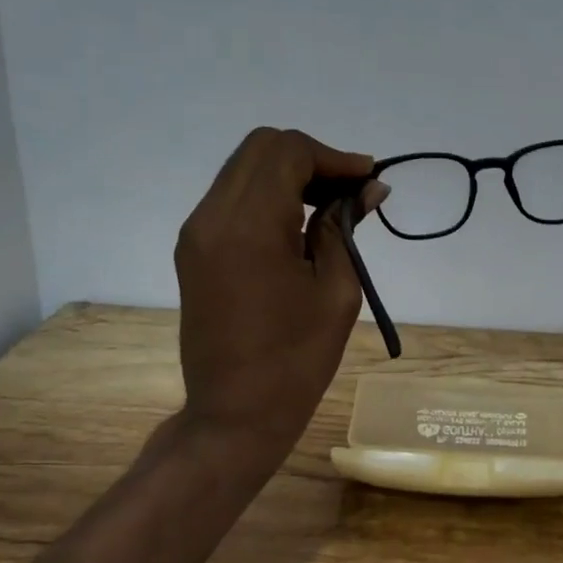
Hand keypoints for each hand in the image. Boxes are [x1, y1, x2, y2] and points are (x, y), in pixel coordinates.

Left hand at [172, 127, 385, 480]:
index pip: (288, 152)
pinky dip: (269, 195)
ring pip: (245, 169)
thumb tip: (369, 189)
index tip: (369, 182)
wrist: (234, 414)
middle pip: (261, 148)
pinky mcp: (194, 249)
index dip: (334, 158)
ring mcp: (196, 232)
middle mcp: (211, 217)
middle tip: (351, 192)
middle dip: (312, 159)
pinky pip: (233, 198)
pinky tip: (300, 225)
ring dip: (290, 175)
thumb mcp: (337, 291)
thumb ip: (346, 228)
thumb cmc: (296, 360)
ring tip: (331, 207)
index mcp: (248, 226)